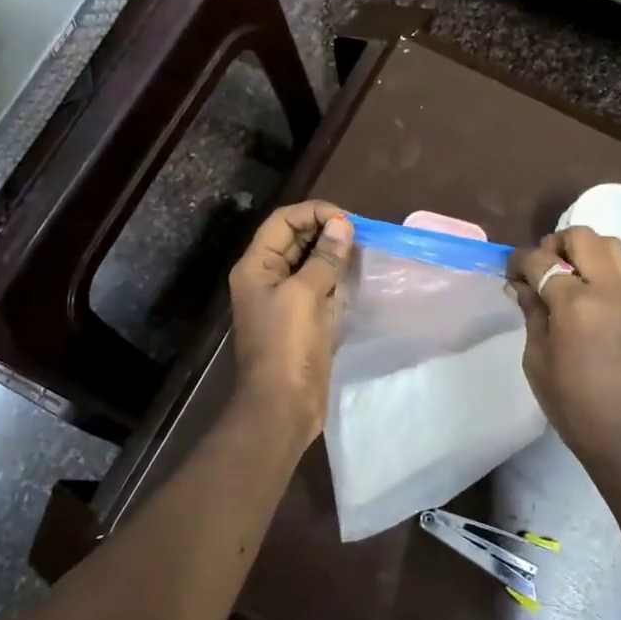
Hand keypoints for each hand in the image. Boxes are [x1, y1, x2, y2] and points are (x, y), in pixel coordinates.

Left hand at [227, 201, 354, 450]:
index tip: (348, 221)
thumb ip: (324, 258)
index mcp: (256, 266)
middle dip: (327, 231)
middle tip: (362, 235)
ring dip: (335, 253)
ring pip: (311, 262)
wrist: (282, 406)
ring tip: (364, 250)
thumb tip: (343, 225)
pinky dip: (338, 277)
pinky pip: (320, 286)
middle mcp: (267, 277)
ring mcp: (285, 299)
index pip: (283, 221)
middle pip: (296, 238)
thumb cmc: (287, 347)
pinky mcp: (303, 318)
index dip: (314, 213)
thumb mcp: (305, 295)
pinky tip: (358, 275)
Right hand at [508, 227, 620, 478]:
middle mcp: (609, 288)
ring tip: (574, 273)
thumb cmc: (573, 404)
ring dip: (588, 250)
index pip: (539, 261)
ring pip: (614, 245)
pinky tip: (607, 286)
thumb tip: (520, 285)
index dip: (518, 262)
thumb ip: (531, 313)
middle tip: (542, 268)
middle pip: (581, 237)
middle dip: (555, 244)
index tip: (510, 272)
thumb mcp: (537, 359)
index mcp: (574, 303)